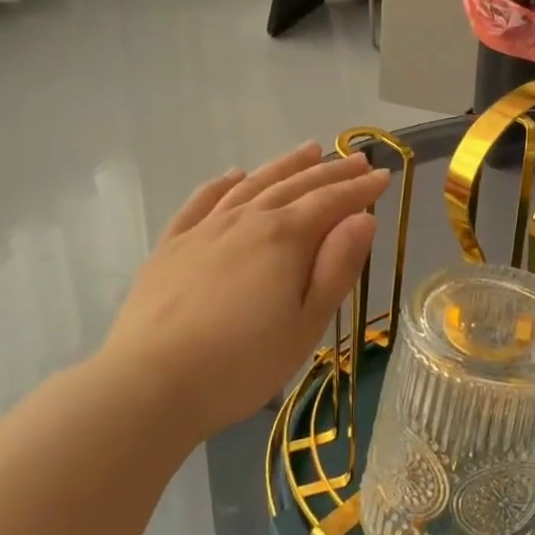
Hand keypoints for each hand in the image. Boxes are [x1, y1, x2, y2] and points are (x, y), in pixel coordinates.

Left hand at [94, 143, 388, 442]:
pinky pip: (203, 201)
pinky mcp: (172, 245)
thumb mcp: (307, 323)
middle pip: (296, 185)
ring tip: (309, 150)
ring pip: (253, 184)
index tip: (384, 176)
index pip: (332, 202)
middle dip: (331, 171)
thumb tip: (363, 218)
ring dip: (285, 165)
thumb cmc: (242, 362)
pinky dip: (224, 183)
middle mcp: (247, 219)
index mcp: (285, 238)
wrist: (151, 383)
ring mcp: (205, 229)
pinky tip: (235, 176)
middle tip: (358, 158)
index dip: (361, 188)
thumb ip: (337, 266)